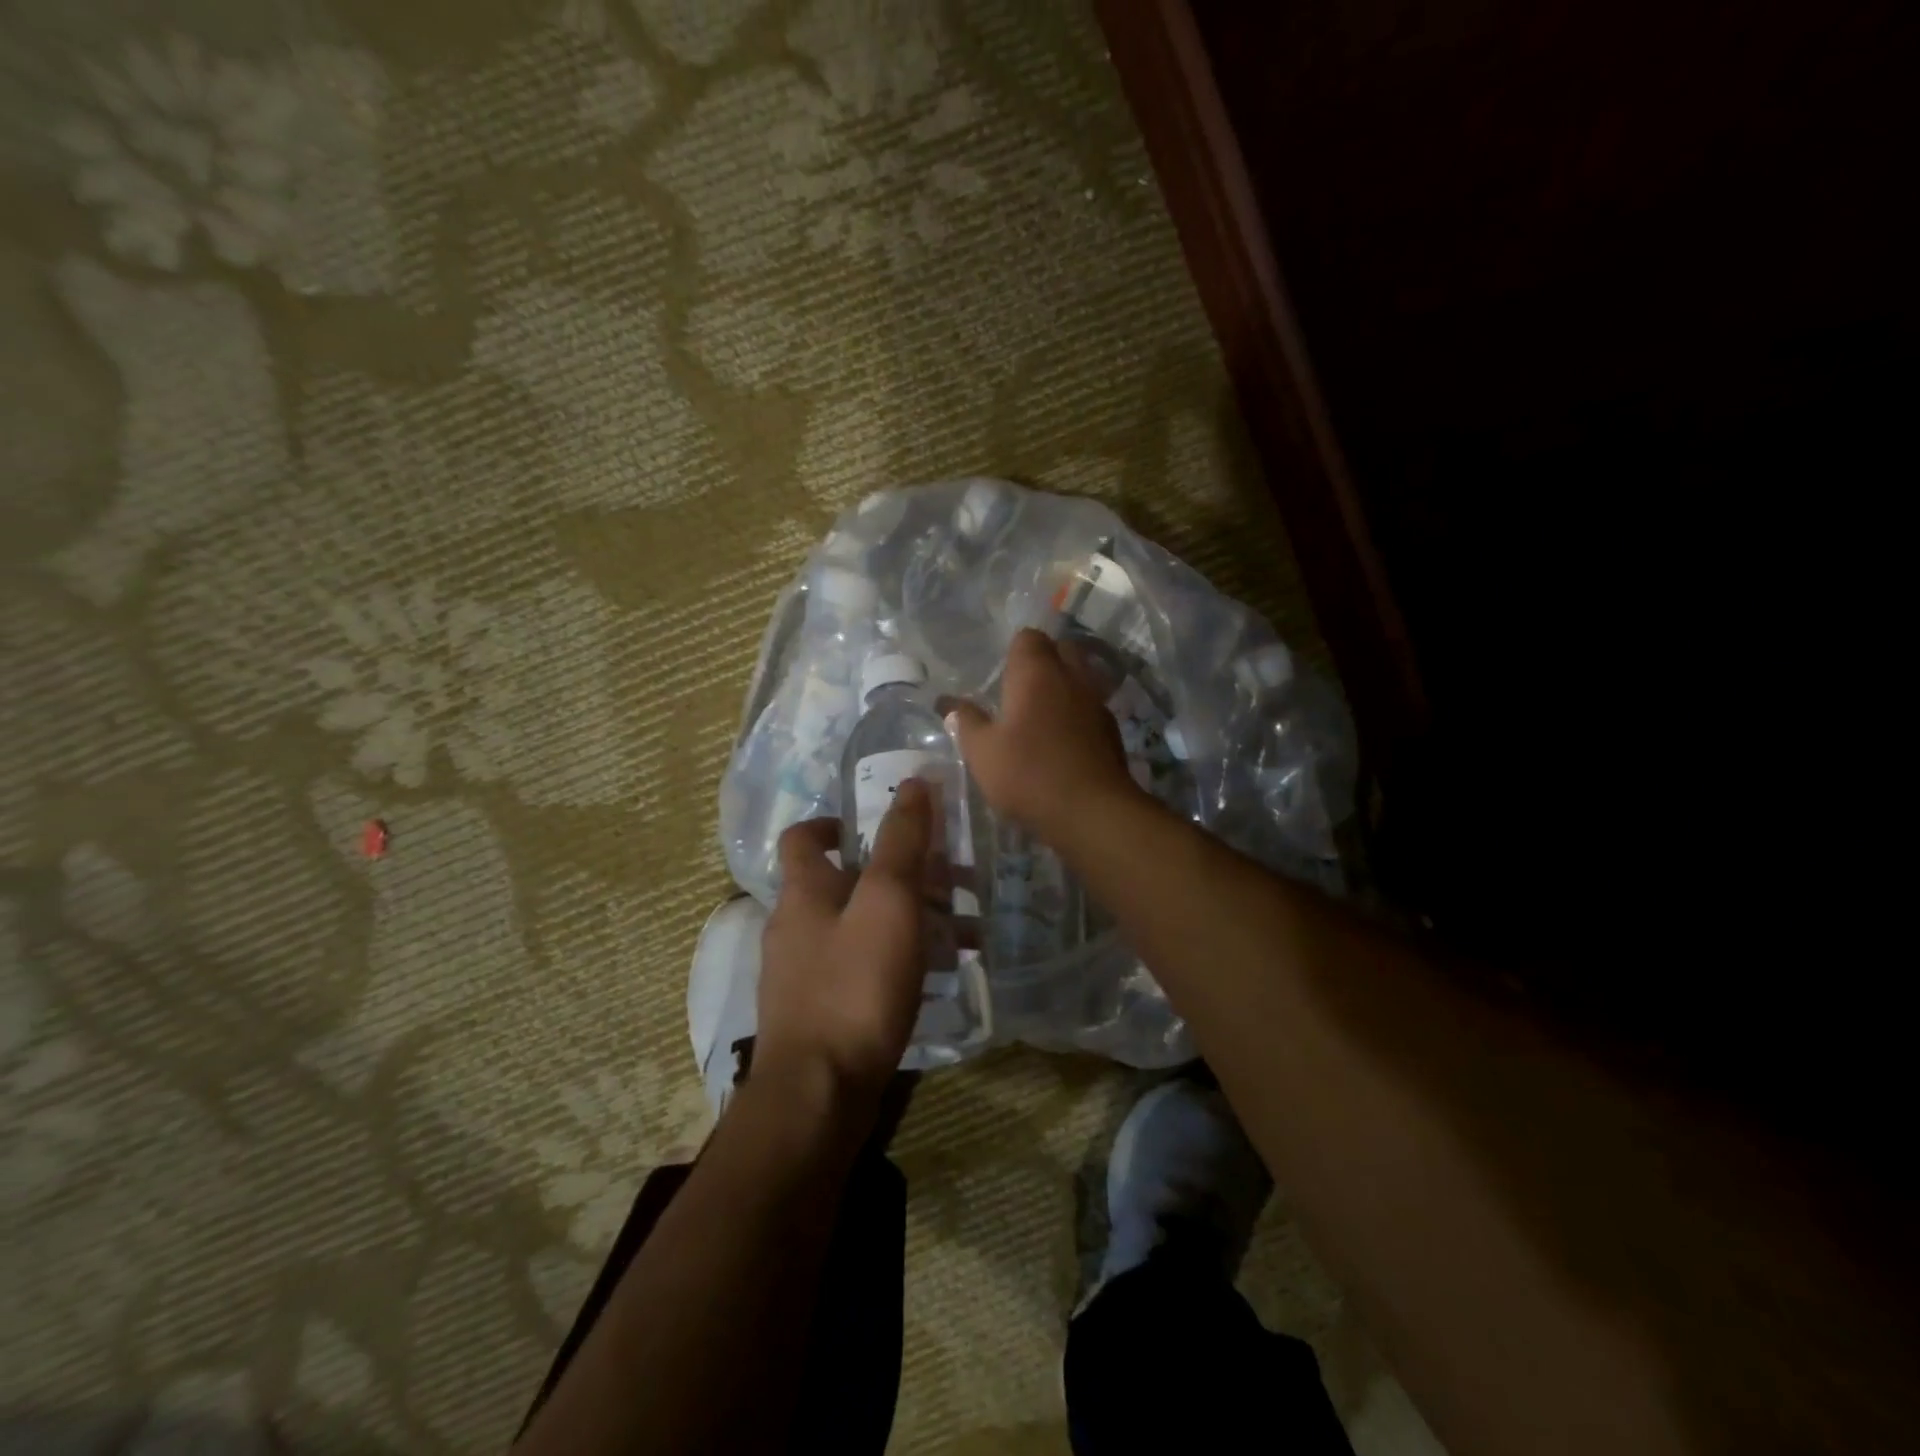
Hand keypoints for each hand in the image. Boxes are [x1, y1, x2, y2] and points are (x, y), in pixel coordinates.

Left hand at [755, 780, 932, 1114]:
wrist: (818, 1094)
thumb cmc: (854, 985)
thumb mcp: (888, 902)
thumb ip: (902, 841)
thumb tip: (914, 782)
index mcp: (803, 891)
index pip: (804, 837)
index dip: (835, 822)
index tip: (877, 826)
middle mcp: (795, 926)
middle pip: (846, 883)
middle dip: (899, 875)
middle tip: (953, 881)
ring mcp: (804, 973)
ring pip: (861, 927)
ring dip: (910, 920)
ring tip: (967, 931)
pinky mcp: (822, 1012)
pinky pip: (863, 968)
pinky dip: (899, 960)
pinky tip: (939, 975)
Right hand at [949, 628, 1141, 840]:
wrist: (1092, 811)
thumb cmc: (1029, 774)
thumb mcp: (982, 752)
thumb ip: (966, 722)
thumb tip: (950, 703)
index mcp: (1037, 673)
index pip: (1029, 637)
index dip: (1014, 650)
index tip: (1000, 674)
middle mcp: (1072, 677)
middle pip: (1061, 650)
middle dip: (1043, 662)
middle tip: (1019, 691)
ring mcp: (1097, 702)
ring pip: (1080, 678)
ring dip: (1062, 688)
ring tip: (1040, 715)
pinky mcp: (1112, 730)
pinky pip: (1090, 707)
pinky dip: (1077, 714)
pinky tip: (1062, 740)